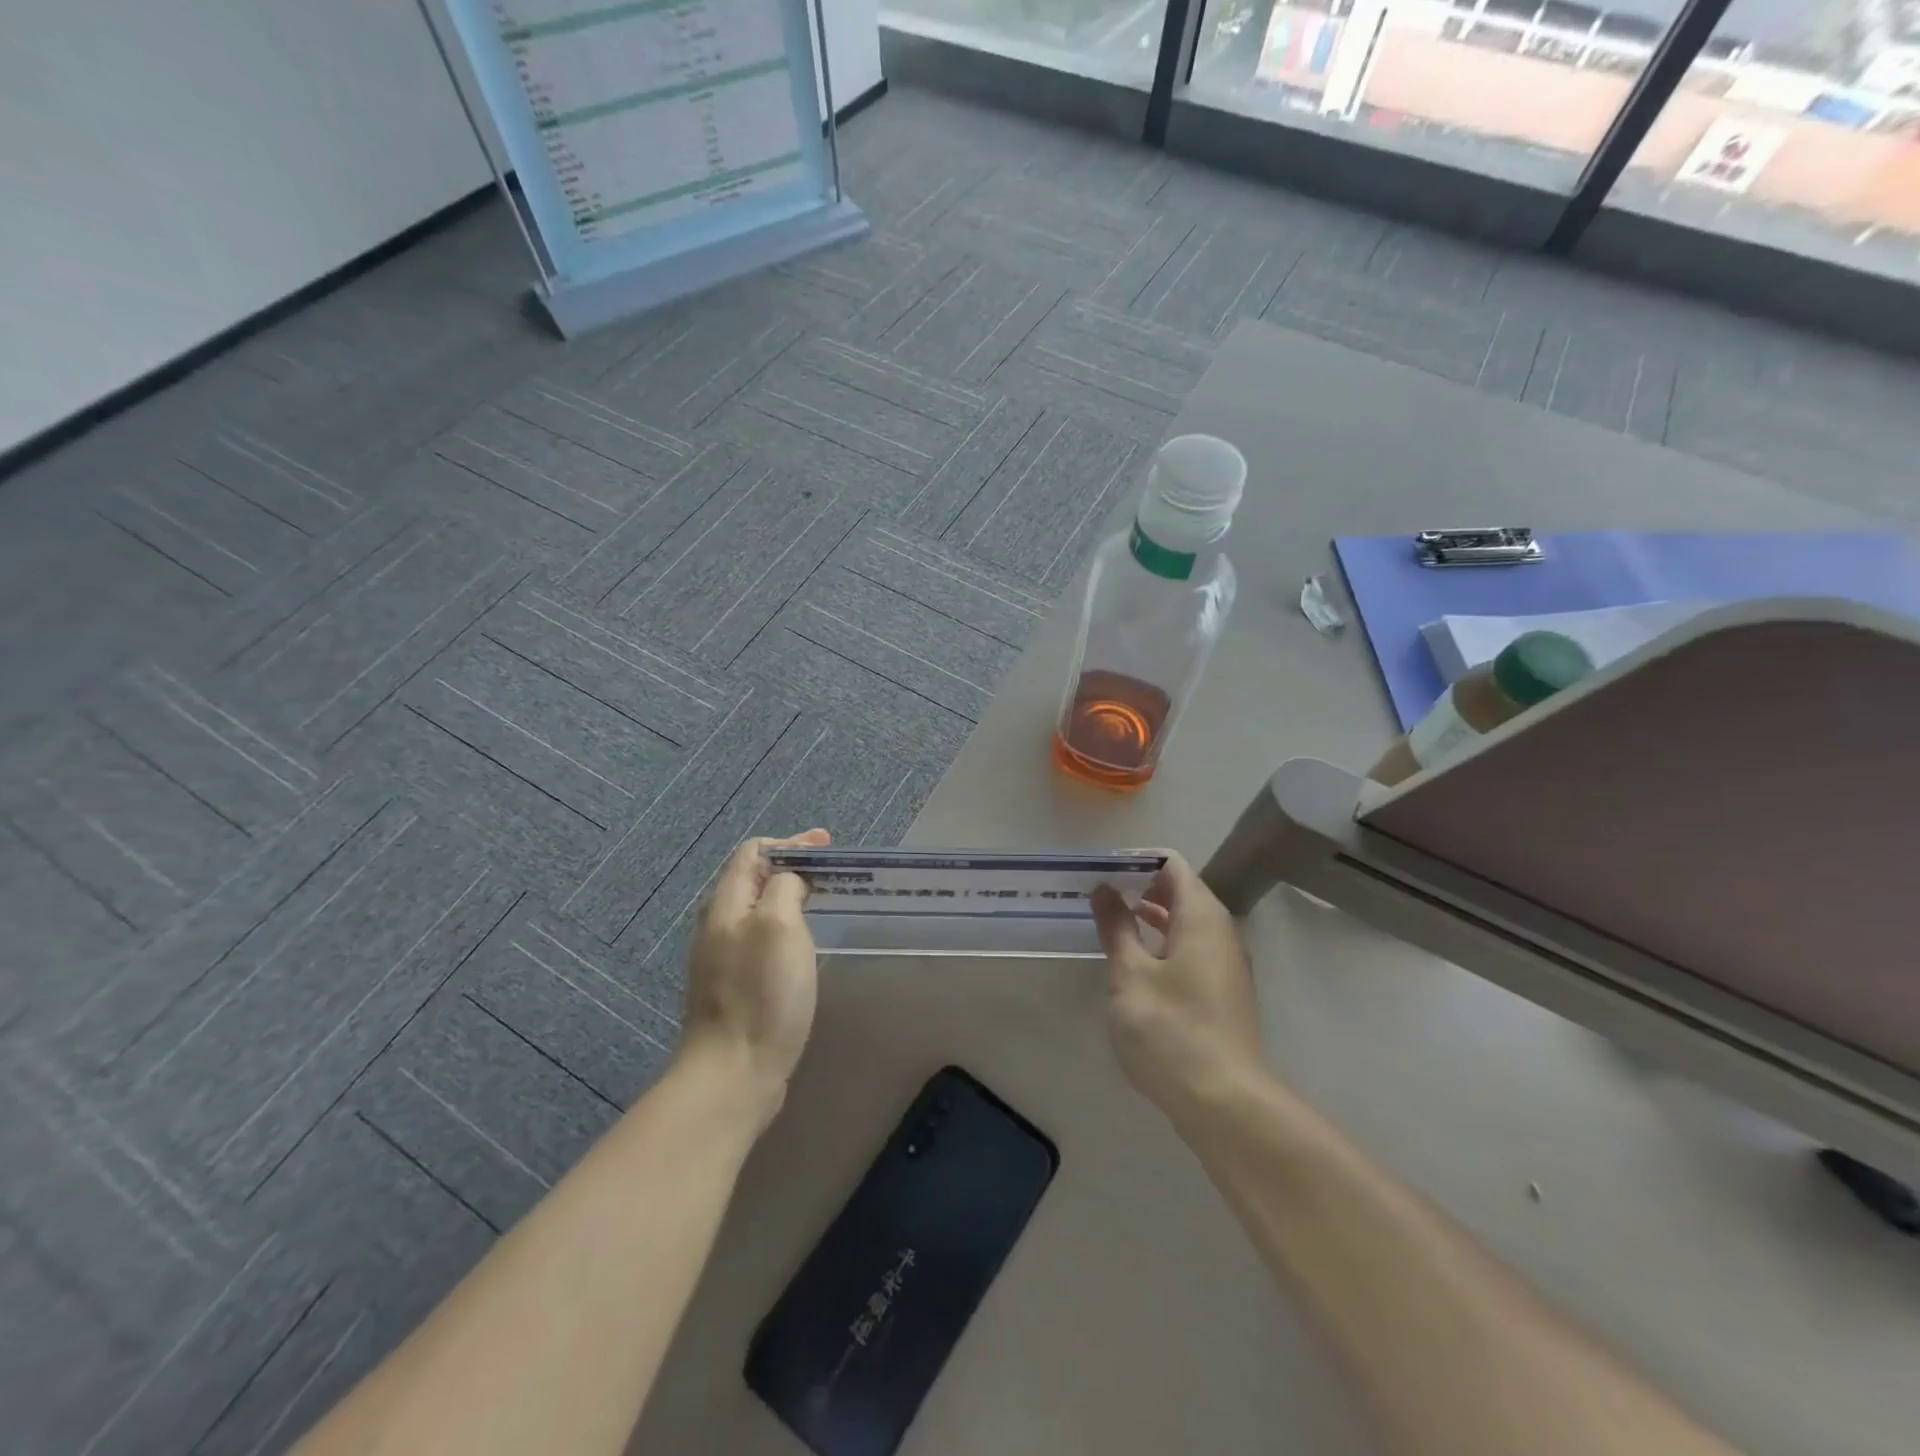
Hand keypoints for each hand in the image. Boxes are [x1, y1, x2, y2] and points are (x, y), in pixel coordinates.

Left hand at [678, 829, 828, 1121]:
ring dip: (788, 898)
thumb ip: (784, 888)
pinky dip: (784, 928)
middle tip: (830, 873)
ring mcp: (721, 959)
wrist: (732, 1073)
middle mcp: (717, 926)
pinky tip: (803, 945)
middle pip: (752, 879)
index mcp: (726, 905)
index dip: (791, 842)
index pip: (752, 852)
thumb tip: (789, 881)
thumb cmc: (762, 994)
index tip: (827, 847)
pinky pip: (759, 939)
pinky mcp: (732, 988)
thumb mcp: (779, 926)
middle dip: (791, 867)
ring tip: (822, 902)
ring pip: (756, 911)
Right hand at [1089, 852, 1264, 1122]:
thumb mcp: (1130, 975)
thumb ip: (1116, 927)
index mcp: (1201, 917)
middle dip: (1140, 886)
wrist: (1225, 1104)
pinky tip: (1134, 962)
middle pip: (1181, 891)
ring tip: (1108, 921)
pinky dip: (1161, 943)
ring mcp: (1224, 965)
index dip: (1136, 860)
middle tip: (1097, 893)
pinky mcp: (1222, 993)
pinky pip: (1190, 949)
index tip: (1100, 870)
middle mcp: (1220, 932)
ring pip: (1185, 923)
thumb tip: (1105, 889)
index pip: (1172, 864)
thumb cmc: (1171, 1030)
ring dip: (1149, 917)